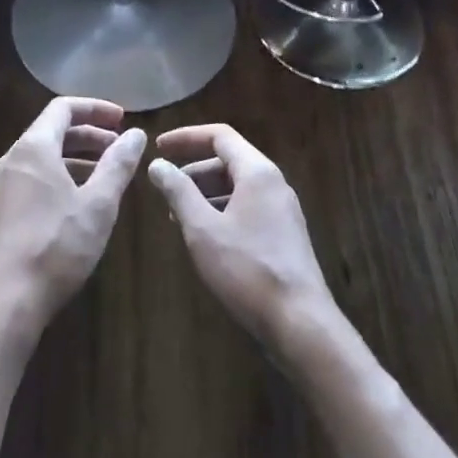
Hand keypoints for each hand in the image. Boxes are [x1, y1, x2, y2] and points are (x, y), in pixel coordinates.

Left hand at [0, 98, 146, 328]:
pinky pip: (36, 177)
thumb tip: (136, 134)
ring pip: (45, 156)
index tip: (123, 119)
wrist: (6, 301)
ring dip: (78, 156)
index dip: (96, 108)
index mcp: (34, 148)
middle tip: (121, 147)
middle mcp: (14, 159)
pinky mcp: (3, 210)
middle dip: (90, 134)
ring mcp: (4, 186)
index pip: (63, 108)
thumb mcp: (98, 203)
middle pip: (53, 130)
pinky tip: (82, 200)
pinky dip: (62, 176)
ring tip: (108, 173)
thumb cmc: (56, 245)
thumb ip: (118, 164)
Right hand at [148, 124, 336, 347]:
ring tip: (178, 217)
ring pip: (237, 187)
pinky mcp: (284, 233)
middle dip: (193, 171)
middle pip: (229, 161)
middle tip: (164, 191)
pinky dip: (222, 211)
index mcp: (257, 172)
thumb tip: (158, 165)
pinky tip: (205, 237)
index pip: (220, 136)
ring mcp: (282, 209)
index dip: (186, 137)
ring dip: (206, 194)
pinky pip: (248, 207)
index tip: (158, 147)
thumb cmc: (247, 269)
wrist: (299, 321)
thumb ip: (179, 192)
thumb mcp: (203, 229)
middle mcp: (274, 183)